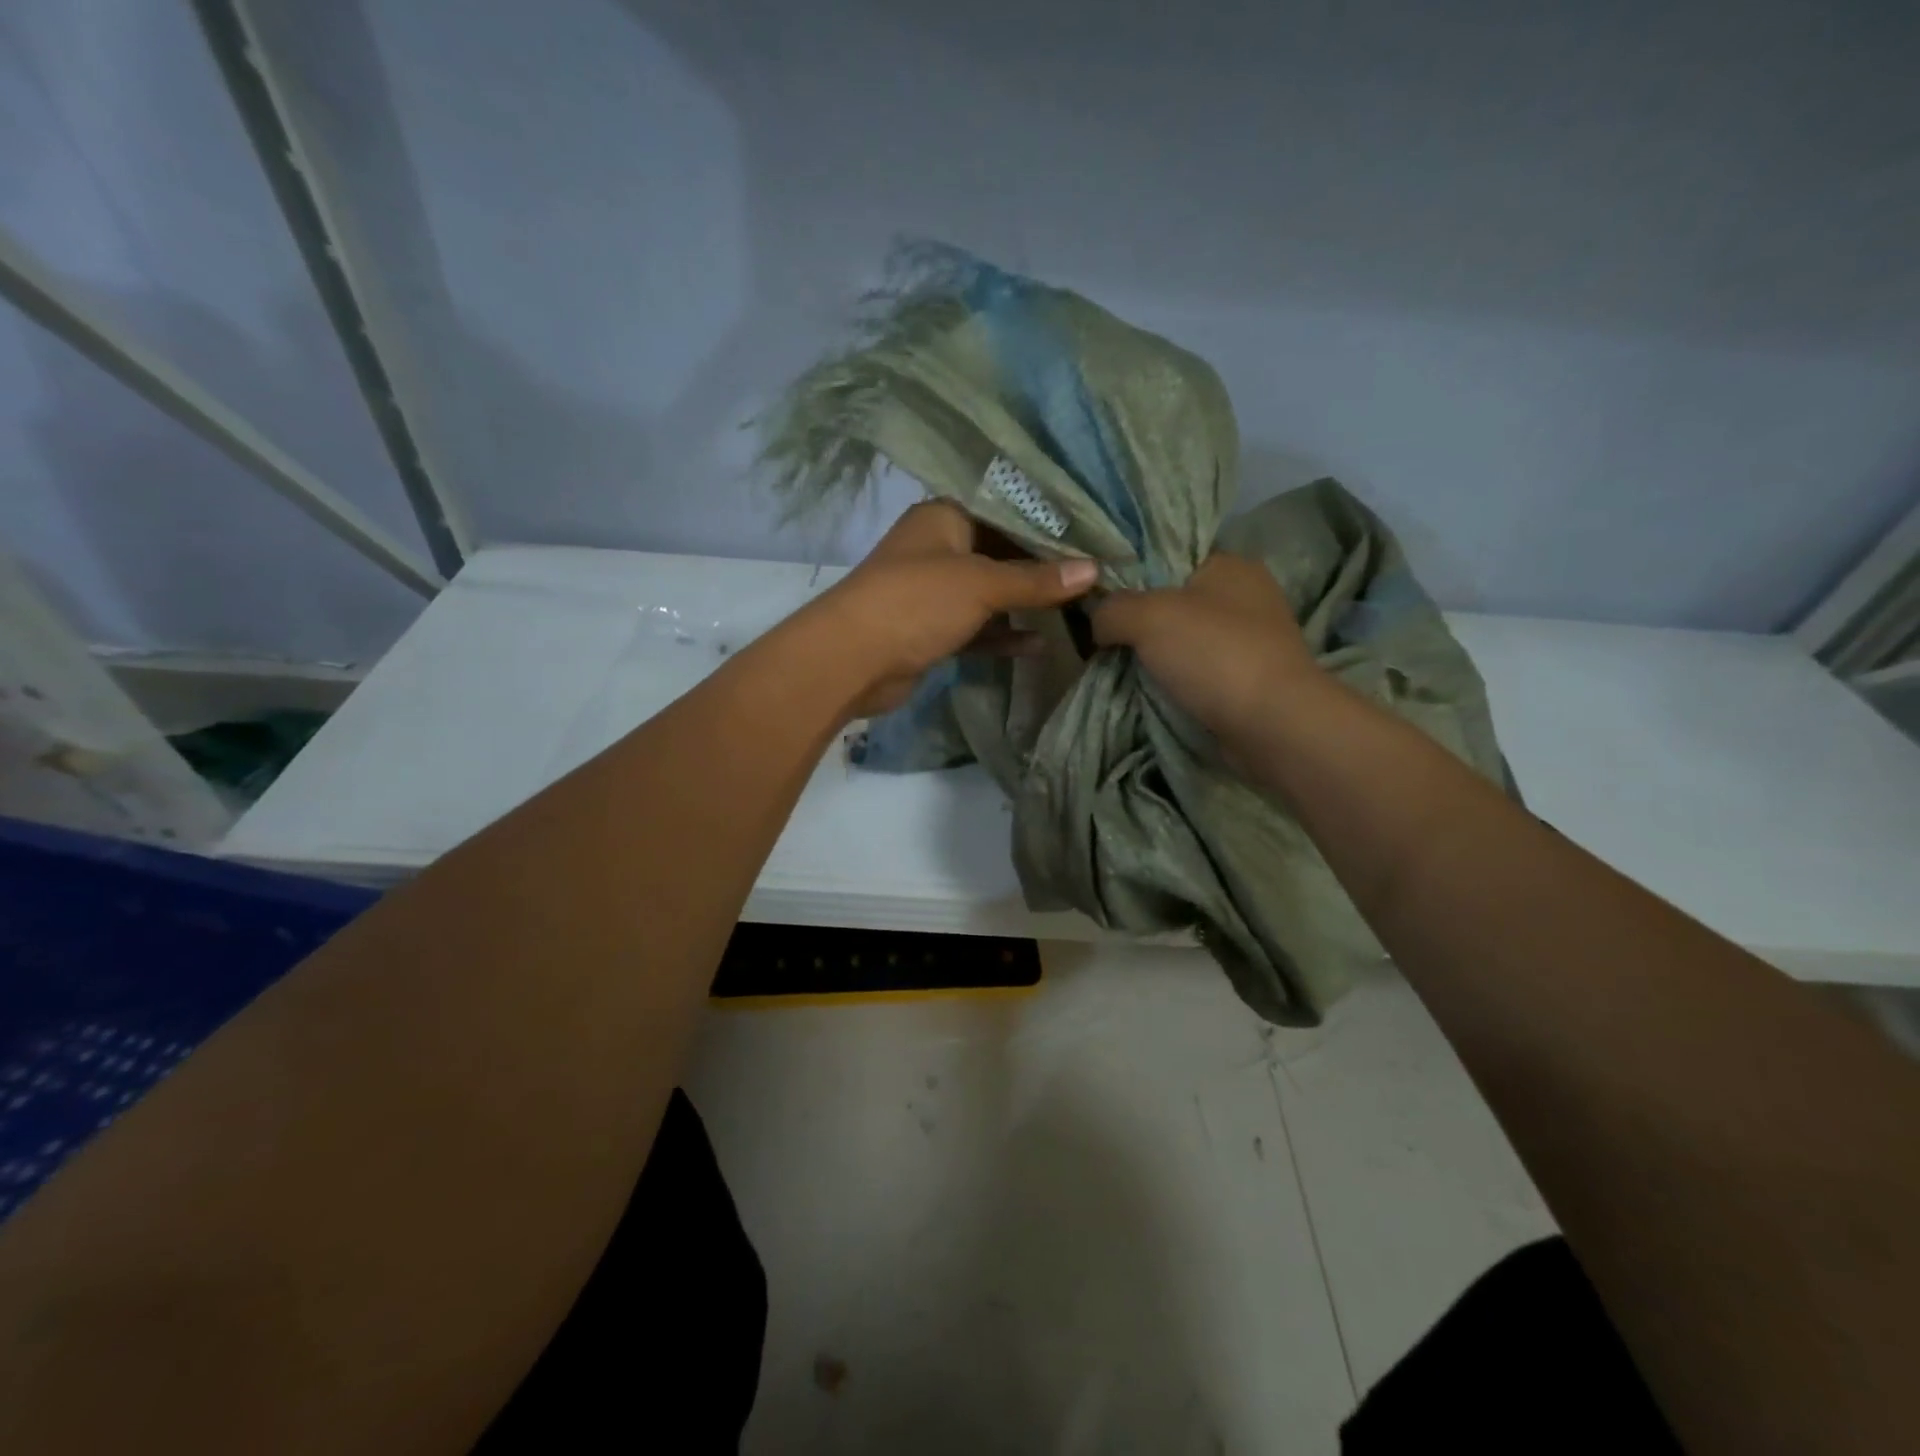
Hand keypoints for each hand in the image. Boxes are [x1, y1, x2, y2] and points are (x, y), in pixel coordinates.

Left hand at [820, 501, 1098, 718]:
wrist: (851, 660)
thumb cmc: (916, 602)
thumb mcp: (980, 584)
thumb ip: (1036, 579)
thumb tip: (1093, 570)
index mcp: (944, 518)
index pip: (1005, 512)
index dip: (1048, 527)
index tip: (1093, 539)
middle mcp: (938, 549)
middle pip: (1000, 554)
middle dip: (1042, 570)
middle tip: (1095, 578)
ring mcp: (933, 593)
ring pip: (989, 595)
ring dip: (1025, 605)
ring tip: (1077, 612)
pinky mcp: (931, 631)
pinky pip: (976, 628)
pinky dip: (1003, 636)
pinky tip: (1039, 645)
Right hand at [1091, 551, 1323, 757]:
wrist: (1272, 725)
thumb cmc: (1214, 654)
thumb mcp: (1147, 616)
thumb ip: (1112, 609)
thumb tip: (1098, 622)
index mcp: (1229, 564)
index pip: (1168, 556)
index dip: (1130, 575)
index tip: (1097, 600)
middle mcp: (1244, 595)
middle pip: (1173, 601)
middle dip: (1138, 621)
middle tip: (1101, 638)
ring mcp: (1250, 640)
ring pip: (1184, 639)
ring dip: (1155, 655)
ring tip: (1117, 667)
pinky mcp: (1248, 678)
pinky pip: (1198, 671)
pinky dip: (1175, 680)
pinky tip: (1149, 690)